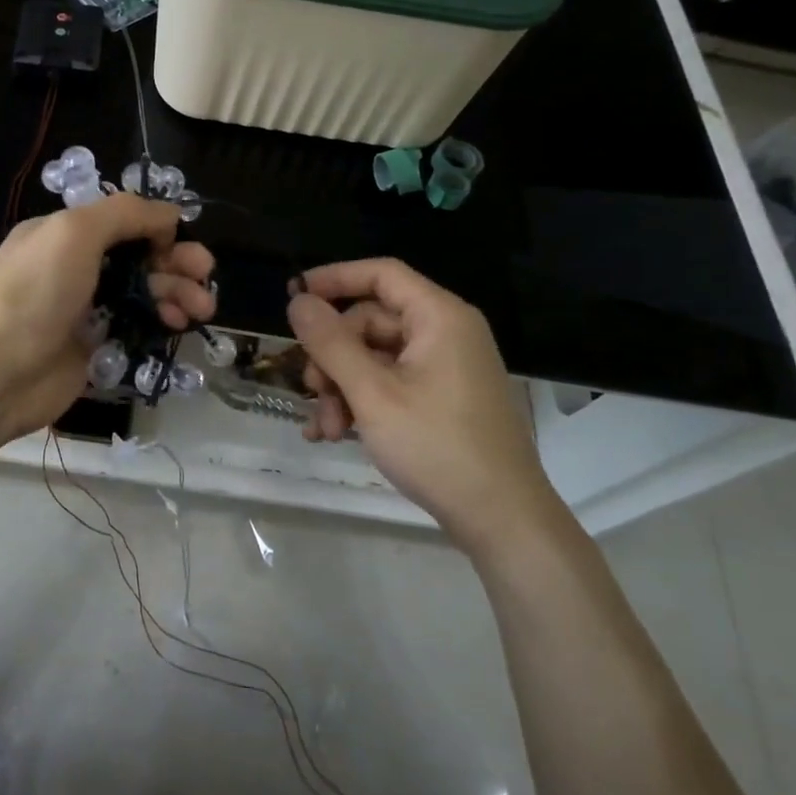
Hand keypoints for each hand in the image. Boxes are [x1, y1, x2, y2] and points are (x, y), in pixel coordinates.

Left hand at [0, 193, 215, 443]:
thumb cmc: (34, 293)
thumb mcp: (74, 232)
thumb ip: (124, 213)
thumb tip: (169, 215)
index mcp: (66, 233)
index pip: (123, 221)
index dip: (156, 227)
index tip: (180, 239)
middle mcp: (78, 266)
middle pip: (140, 256)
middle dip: (177, 261)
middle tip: (206, 274)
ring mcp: (88, 307)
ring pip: (145, 291)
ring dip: (178, 292)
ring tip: (202, 307)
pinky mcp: (98, 345)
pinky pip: (139, 325)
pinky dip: (162, 320)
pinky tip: (178, 324)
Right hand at [286, 259, 555, 543]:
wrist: (501, 520)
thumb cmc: (437, 446)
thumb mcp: (372, 393)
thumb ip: (331, 343)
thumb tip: (298, 301)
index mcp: (439, 317)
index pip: (381, 274)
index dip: (334, 279)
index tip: (294, 296)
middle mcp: (445, 333)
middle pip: (371, 321)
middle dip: (333, 355)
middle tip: (309, 388)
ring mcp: (445, 368)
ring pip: (374, 357)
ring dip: (341, 387)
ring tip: (325, 428)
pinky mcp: (442, 398)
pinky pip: (390, 383)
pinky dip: (361, 402)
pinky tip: (334, 433)